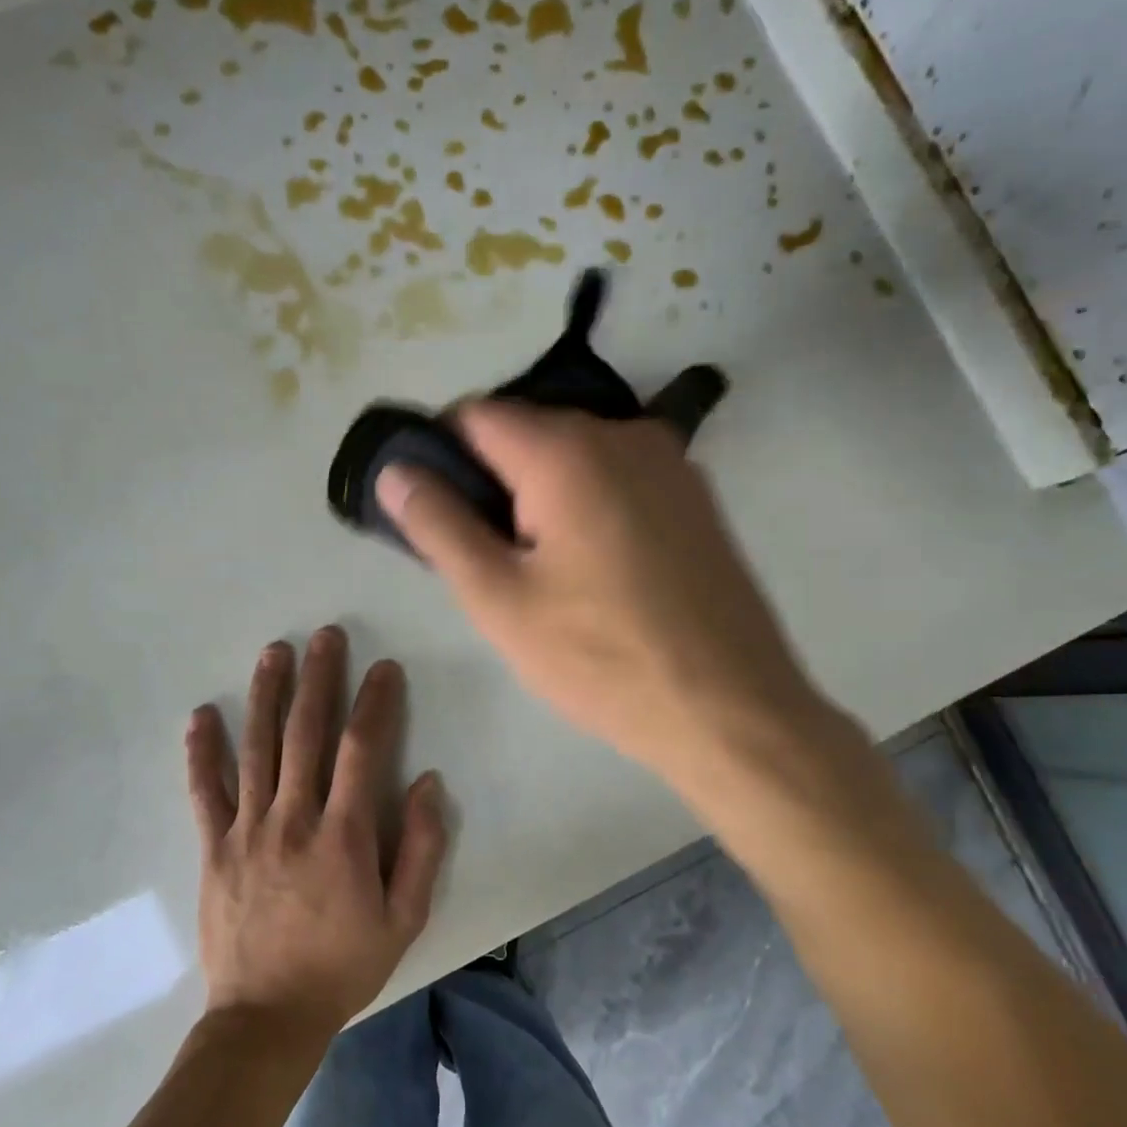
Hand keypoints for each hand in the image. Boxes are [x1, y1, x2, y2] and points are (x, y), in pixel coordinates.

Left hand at [186, 626, 445, 1039]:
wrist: (265, 1019)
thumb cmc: (343, 966)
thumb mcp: (404, 918)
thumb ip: (423, 848)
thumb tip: (428, 782)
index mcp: (344, 835)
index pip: (362, 750)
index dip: (375, 702)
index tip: (384, 668)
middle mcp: (294, 819)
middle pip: (306, 733)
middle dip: (319, 678)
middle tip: (326, 635)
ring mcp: (247, 830)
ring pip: (256, 748)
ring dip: (266, 695)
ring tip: (274, 652)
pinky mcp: (214, 847)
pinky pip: (205, 791)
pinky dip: (202, 751)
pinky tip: (202, 714)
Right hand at [376, 401, 839, 795]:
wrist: (732, 710)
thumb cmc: (601, 659)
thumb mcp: (499, 599)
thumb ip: (437, 525)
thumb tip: (394, 470)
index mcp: (567, 449)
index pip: (474, 415)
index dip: (440, 456)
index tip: (435, 516)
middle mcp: (624, 433)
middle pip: (527, 433)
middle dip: (492, 484)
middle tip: (488, 564)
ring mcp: (670, 463)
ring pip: (574, 459)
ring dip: (540, 499)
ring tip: (542, 577)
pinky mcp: (696, 498)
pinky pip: (617, 482)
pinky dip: (587, 508)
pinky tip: (595, 574)